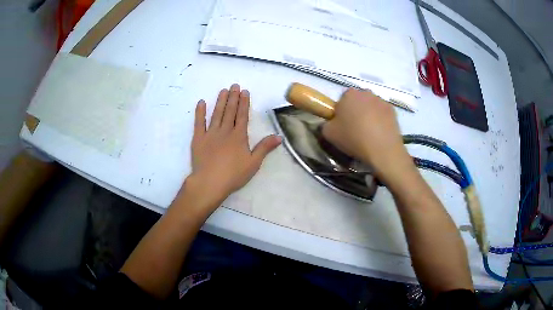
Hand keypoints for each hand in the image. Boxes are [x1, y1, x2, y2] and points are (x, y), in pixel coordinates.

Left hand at [185, 84, 280, 207]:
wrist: (210, 182)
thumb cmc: (233, 175)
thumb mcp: (253, 163)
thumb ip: (265, 148)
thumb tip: (279, 136)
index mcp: (239, 136)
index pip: (242, 115)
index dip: (244, 103)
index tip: (245, 92)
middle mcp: (225, 131)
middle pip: (230, 111)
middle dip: (233, 98)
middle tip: (234, 85)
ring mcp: (210, 134)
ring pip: (216, 114)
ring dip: (220, 101)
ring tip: (223, 90)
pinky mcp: (198, 139)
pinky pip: (199, 123)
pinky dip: (200, 112)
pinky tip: (201, 102)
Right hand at [322, 88, 414, 184]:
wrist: (382, 150)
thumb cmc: (354, 138)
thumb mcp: (329, 134)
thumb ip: (325, 124)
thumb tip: (331, 123)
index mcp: (349, 94)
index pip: (342, 99)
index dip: (341, 111)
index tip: (342, 124)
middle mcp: (366, 92)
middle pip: (358, 101)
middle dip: (356, 111)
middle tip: (355, 129)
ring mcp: (381, 100)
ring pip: (371, 106)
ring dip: (369, 115)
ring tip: (369, 133)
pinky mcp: (393, 111)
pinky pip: (382, 113)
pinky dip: (380, 120)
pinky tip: (379, 134)